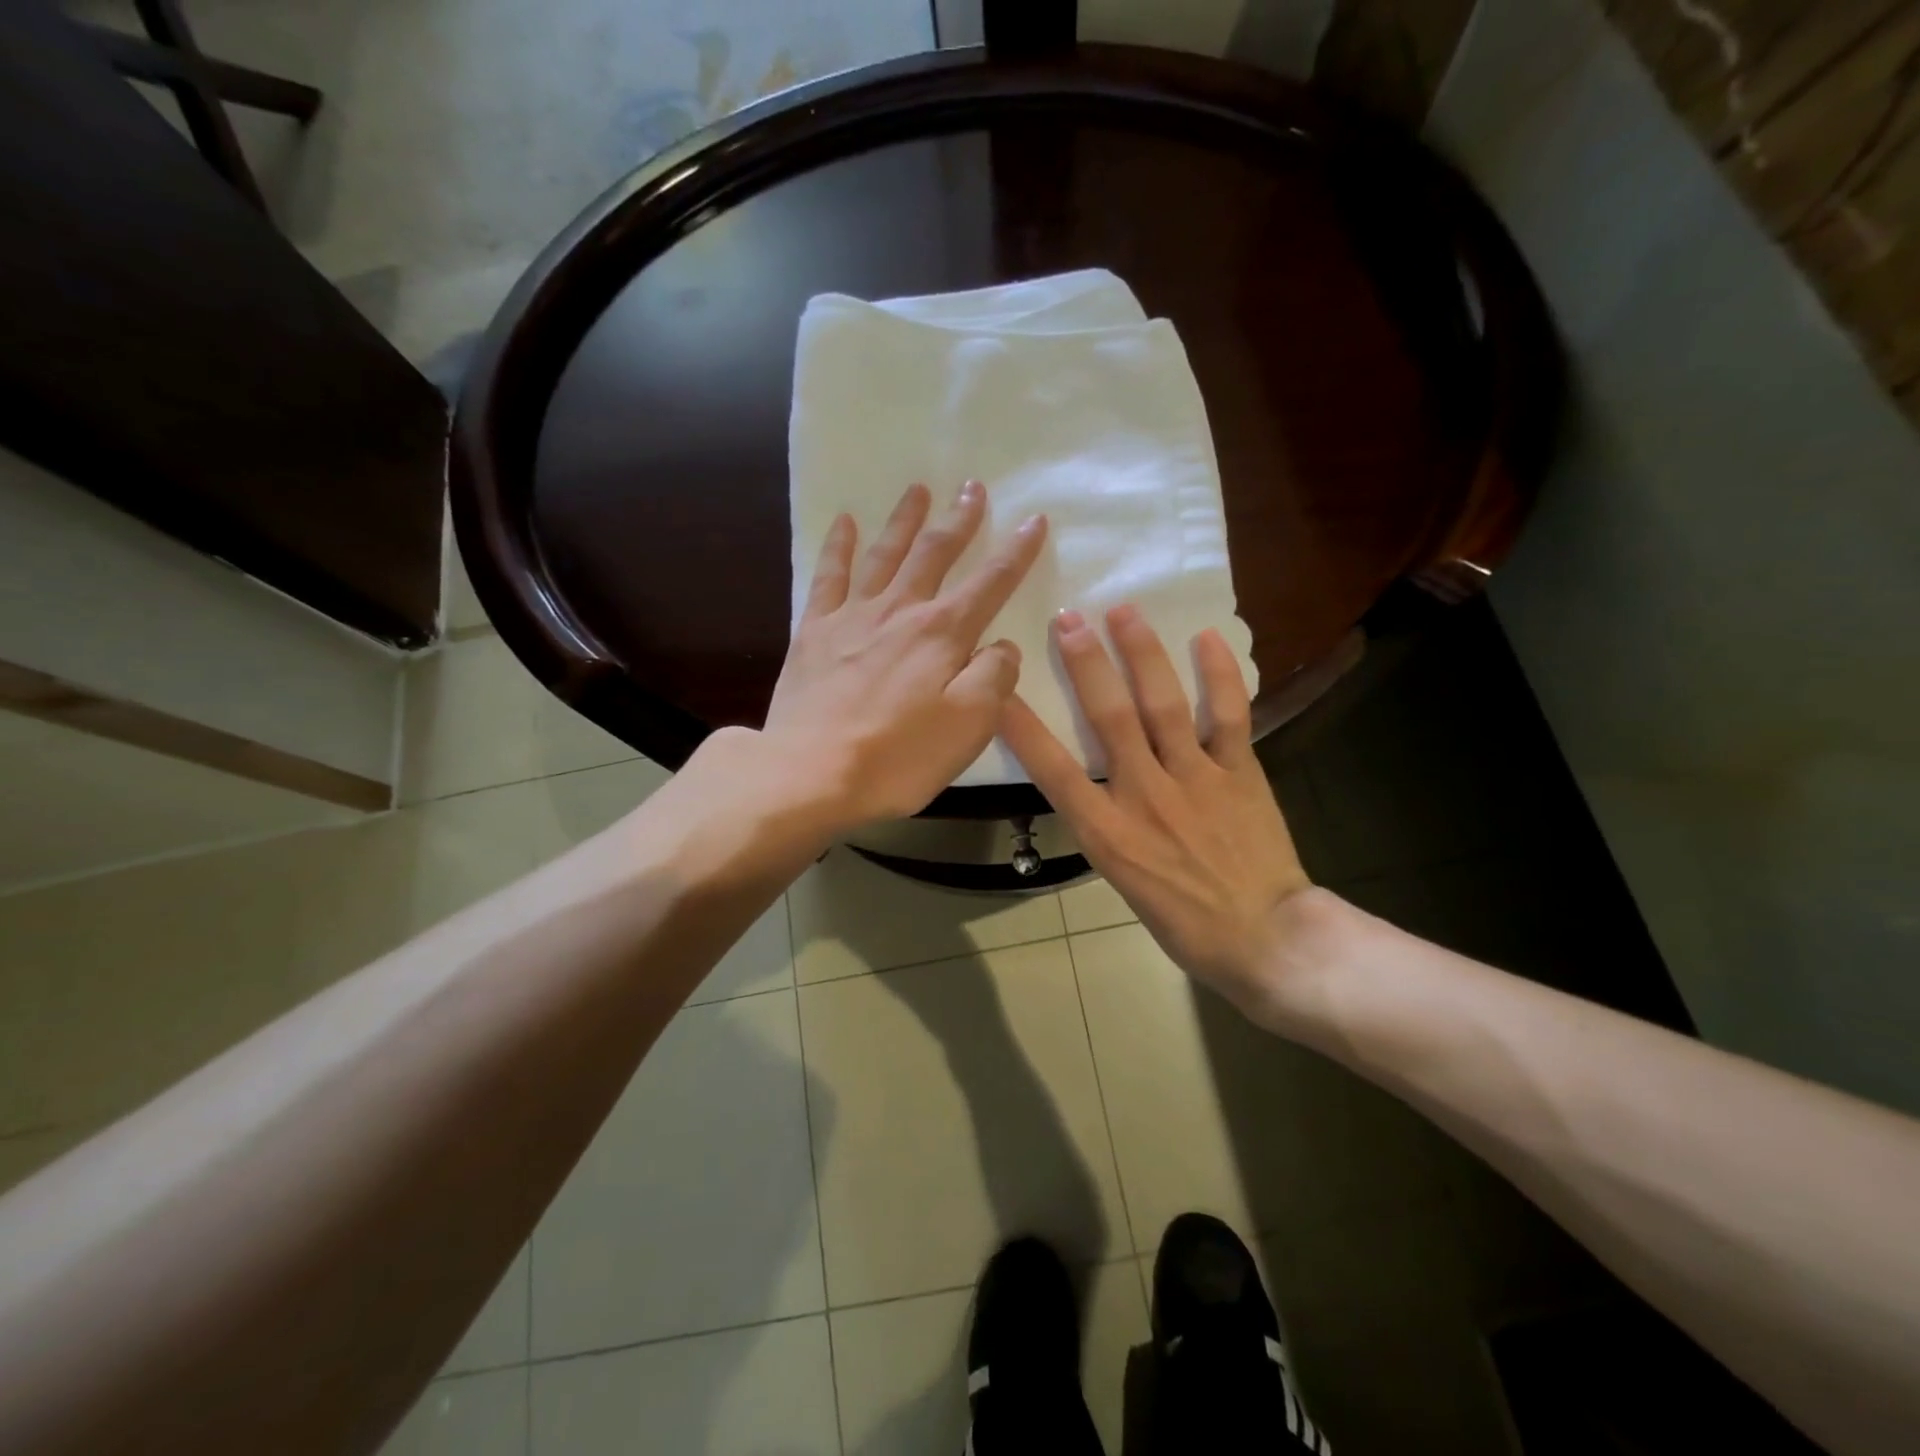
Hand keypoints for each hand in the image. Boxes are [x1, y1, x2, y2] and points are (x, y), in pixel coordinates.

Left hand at [764, 481, 1047, 829]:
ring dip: (904, 520)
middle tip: (971, 487)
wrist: (809, 772)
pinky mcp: (814, 632)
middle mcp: (900, 611)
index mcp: (943, 634)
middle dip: (958, 520)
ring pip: (885, 554)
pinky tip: (845, 523)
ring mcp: (852, 617)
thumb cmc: (897, 757)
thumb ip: (993, 678)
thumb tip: (1001, 645)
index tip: (1034, 520)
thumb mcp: (968, 726)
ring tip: (918, 490)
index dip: (1016, 551)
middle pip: (934, 554)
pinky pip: (828, 577)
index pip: (990, 582)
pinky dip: (838, 546)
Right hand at [999, 605, 1310, 1018]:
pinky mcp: (1239, 772)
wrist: (1264, 940)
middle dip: (1085, 664)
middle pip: (1109, 718)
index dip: (1023, 727)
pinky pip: (1229, 715)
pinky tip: (1206, 638)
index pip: (1053, 770)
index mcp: (1107, 833)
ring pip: (1163, 705)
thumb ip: (1105, 825)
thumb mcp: (1122, 880)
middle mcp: (1145, 795)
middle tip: (1069, 619)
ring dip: (1142, 654)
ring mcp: (1195, 779)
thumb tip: (1093, 785)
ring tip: (1124, 612)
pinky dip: (1220, 674)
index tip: (999, 689)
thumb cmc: (1183, 922)